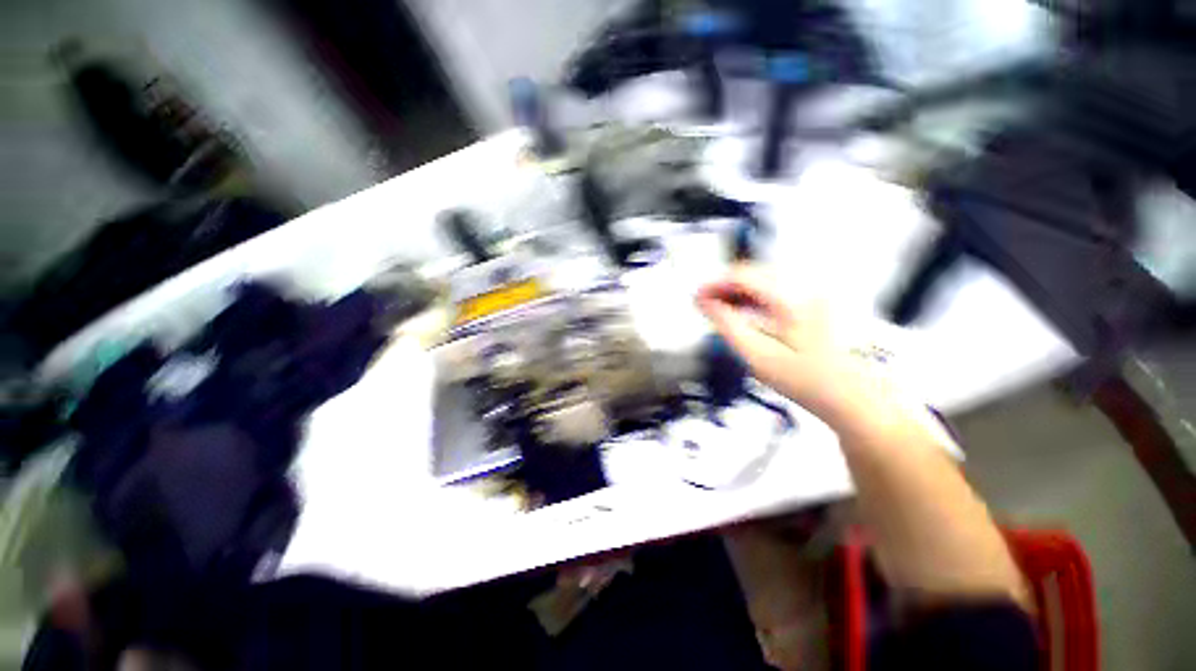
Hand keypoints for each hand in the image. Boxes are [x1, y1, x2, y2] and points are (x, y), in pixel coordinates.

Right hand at [695, 267, 863, 420]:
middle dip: (723, 286)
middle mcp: (808, 288)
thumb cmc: (809, 382)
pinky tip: (743, 310)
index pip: (743, 276)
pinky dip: (753, 296)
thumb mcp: (759, 357)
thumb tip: (706, 303)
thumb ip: (728, 326)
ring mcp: (814, 291)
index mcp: (794, 301)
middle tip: (704, 303)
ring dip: (737, 291)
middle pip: (753, 272)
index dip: (714, 284)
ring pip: (763, 278)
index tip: (697, 297)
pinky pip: (775, 287)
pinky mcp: (815, 299)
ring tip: (719, 309)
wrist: (852, 396)